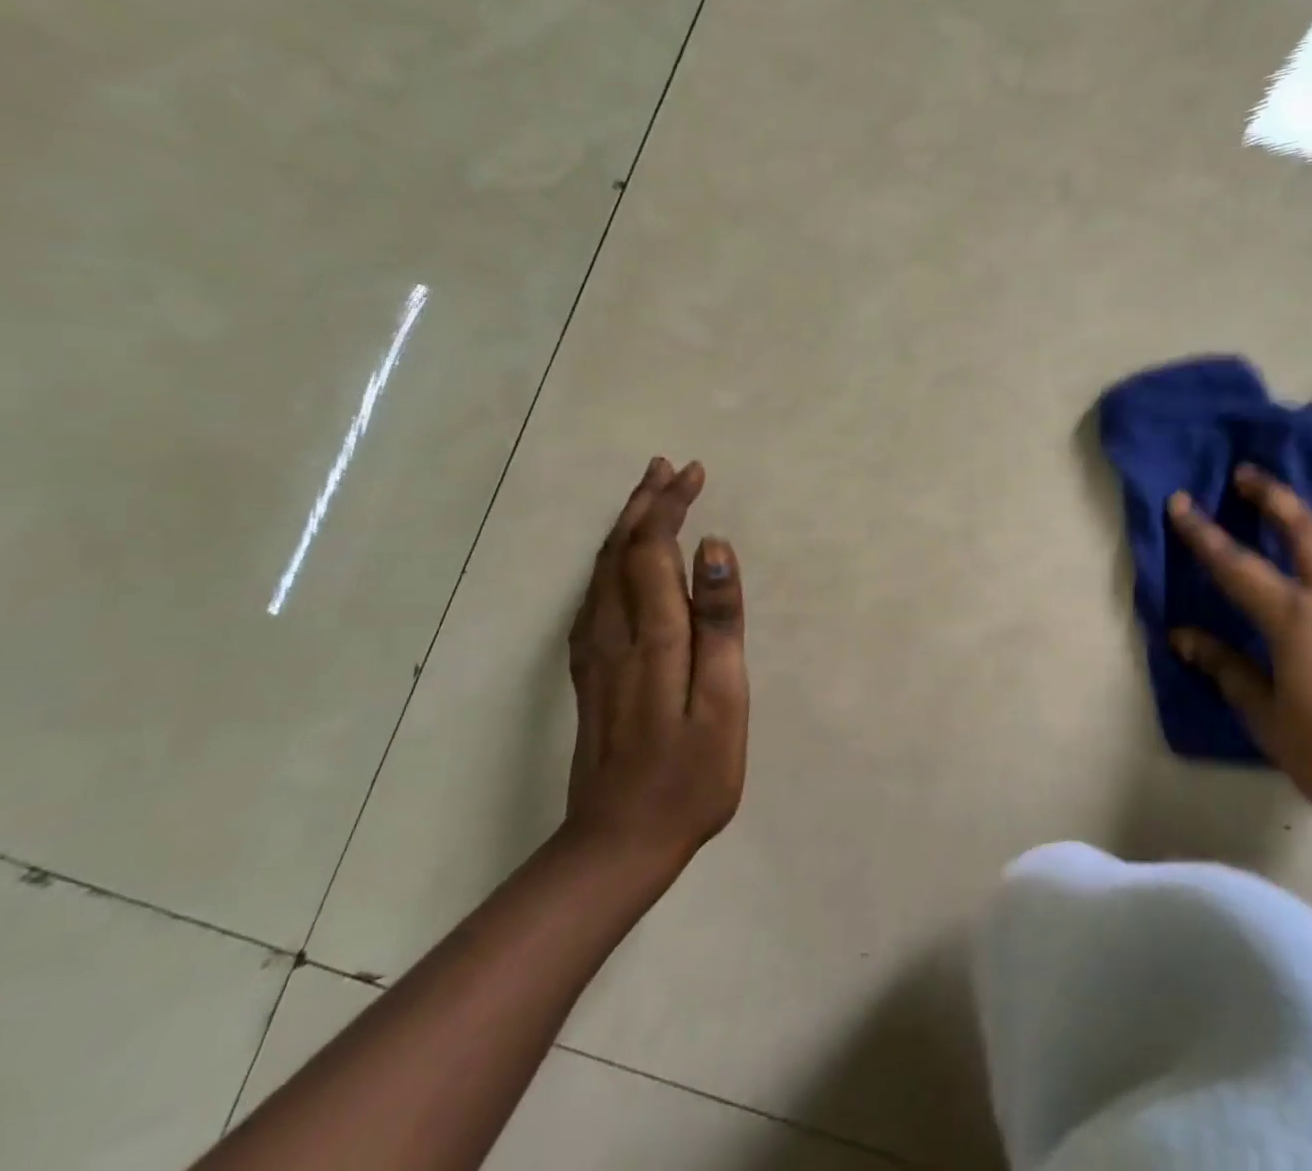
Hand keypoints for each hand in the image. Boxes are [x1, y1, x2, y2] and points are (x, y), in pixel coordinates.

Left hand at [565, 458, 748, 875]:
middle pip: (621, 551)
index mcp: (653, 636)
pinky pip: (593, 596)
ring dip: (625, 526)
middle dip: (645, 504)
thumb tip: (713, 550)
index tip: (694, 472)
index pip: (653, 549)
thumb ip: (718, 623)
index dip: (670, 506)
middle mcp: (613, 633)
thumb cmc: (690, 776)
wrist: (617, 844)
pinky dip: (609, 561)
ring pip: (602, 571)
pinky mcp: (588, 673)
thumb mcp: (723, 703)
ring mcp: (594, 654)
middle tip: (667, 468)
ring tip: (647, 497)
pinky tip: (617, 562)